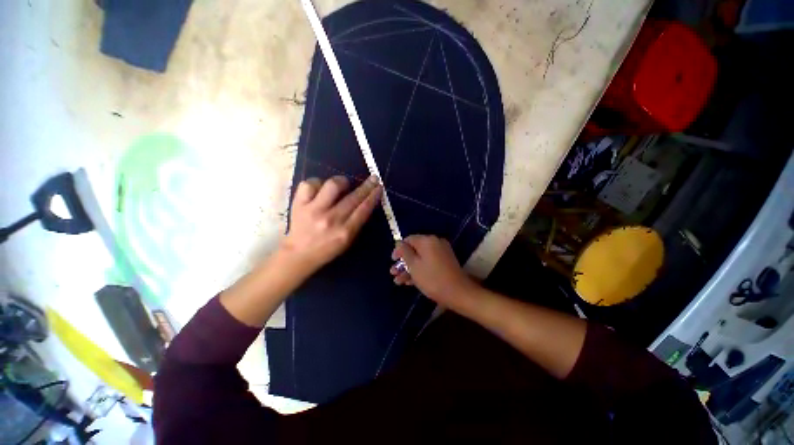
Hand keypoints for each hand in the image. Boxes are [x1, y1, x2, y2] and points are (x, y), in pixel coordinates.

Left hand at [281, 175, 381, 274]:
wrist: (299, 254)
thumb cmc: (327, 249)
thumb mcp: (348, 241)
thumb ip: (357, 222)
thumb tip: (366, 201)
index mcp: (345, 232)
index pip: (364, 209)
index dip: (373, 195)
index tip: (379, 187)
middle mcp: (331, 219)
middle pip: (353, 197)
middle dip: (366, 186)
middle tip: (373, 178)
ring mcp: (314, 210)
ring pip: (332, 185)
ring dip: (342, 182)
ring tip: (344, 184)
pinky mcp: (299, 204)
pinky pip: (310, 184)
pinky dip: (318, 183)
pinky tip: (321, 188)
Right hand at [390, 235, 475, 305]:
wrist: (459, 293)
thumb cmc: (432, 279)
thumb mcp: (413, 266)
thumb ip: (404, 252)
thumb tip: (399, 243)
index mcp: (427, 240)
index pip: (408, 239)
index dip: (399, 249)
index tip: (393, 261)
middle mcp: (435, 243)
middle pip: (414, 249)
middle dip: (403, 262)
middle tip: (393, 273)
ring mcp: (441, 252)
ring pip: (421, 257)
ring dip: (409, 268)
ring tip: (399, 281)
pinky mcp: (445, 262)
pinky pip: (429, 262)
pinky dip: (420, 269)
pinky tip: (410, 282)